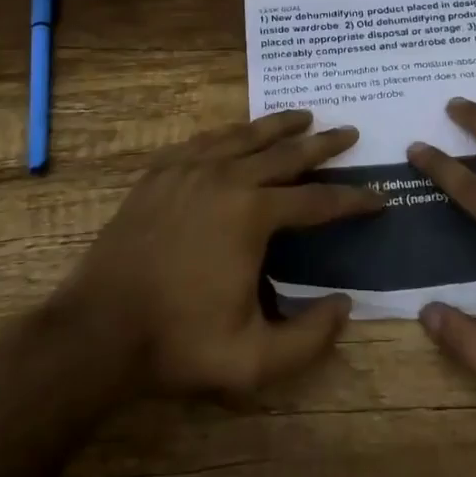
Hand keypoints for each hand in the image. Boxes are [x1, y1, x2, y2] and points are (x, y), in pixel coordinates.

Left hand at [58, 110, 382, 397]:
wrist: (96, 331)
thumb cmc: (177, 344)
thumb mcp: (253, 361)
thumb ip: (310, 338)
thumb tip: (345, 305)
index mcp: (253, 214)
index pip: (318, 201)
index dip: (353, 201)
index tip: (379, 198)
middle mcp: (226, 178)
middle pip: (286, 153)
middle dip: (323, 144)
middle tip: (350, 133)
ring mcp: (188, 170)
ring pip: (244, 136)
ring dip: (279, 125)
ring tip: (304, 115)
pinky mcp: (159, 174)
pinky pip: (204, 141)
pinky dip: (230, 133)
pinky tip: (237, 133)